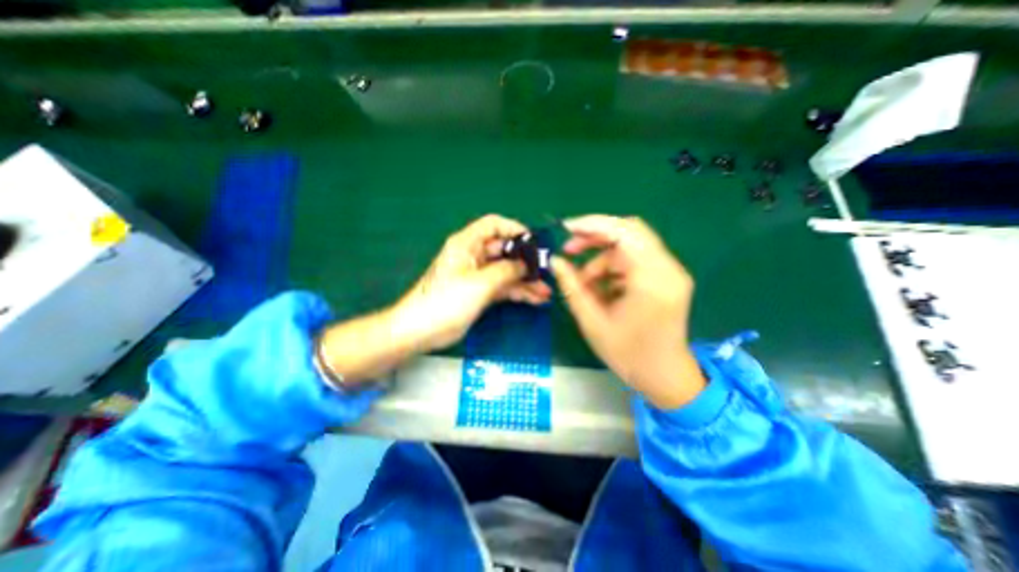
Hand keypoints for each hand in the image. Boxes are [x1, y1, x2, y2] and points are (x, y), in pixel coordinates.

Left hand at [321, 216, 554, 386]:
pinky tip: (536, 299)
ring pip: (507, 271)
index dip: (515, 229)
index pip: (494, 225)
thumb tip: (526, 264)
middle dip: (526, 261)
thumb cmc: (447, 301)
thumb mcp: (480, 283)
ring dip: (526, 280)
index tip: (534, 241)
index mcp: (467, 244)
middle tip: (547, 271)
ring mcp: (479, 275)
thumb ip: (506, 270)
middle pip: (505, 250)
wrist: (422, 331)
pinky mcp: (481, 292)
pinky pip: (504, 287)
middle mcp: (474, 256)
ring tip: (546, 291)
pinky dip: (518, 292)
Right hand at [550, 217, 709, 408]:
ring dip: (601, 256)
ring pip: (629, 246)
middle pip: (629, 232)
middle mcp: (668, 268)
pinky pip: (634, 260)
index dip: (593, 224)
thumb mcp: (592, 321)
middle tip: (569, 249)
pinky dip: (612, 266)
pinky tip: (599, 286)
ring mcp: (669, 271)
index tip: (566, 228)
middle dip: (595, 236)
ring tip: (582, 280)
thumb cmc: (628, 355)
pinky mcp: (666, 277)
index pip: (625, 232)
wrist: (665, 377)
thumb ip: (572, 287)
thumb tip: (555, 261)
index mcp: (652, 279)